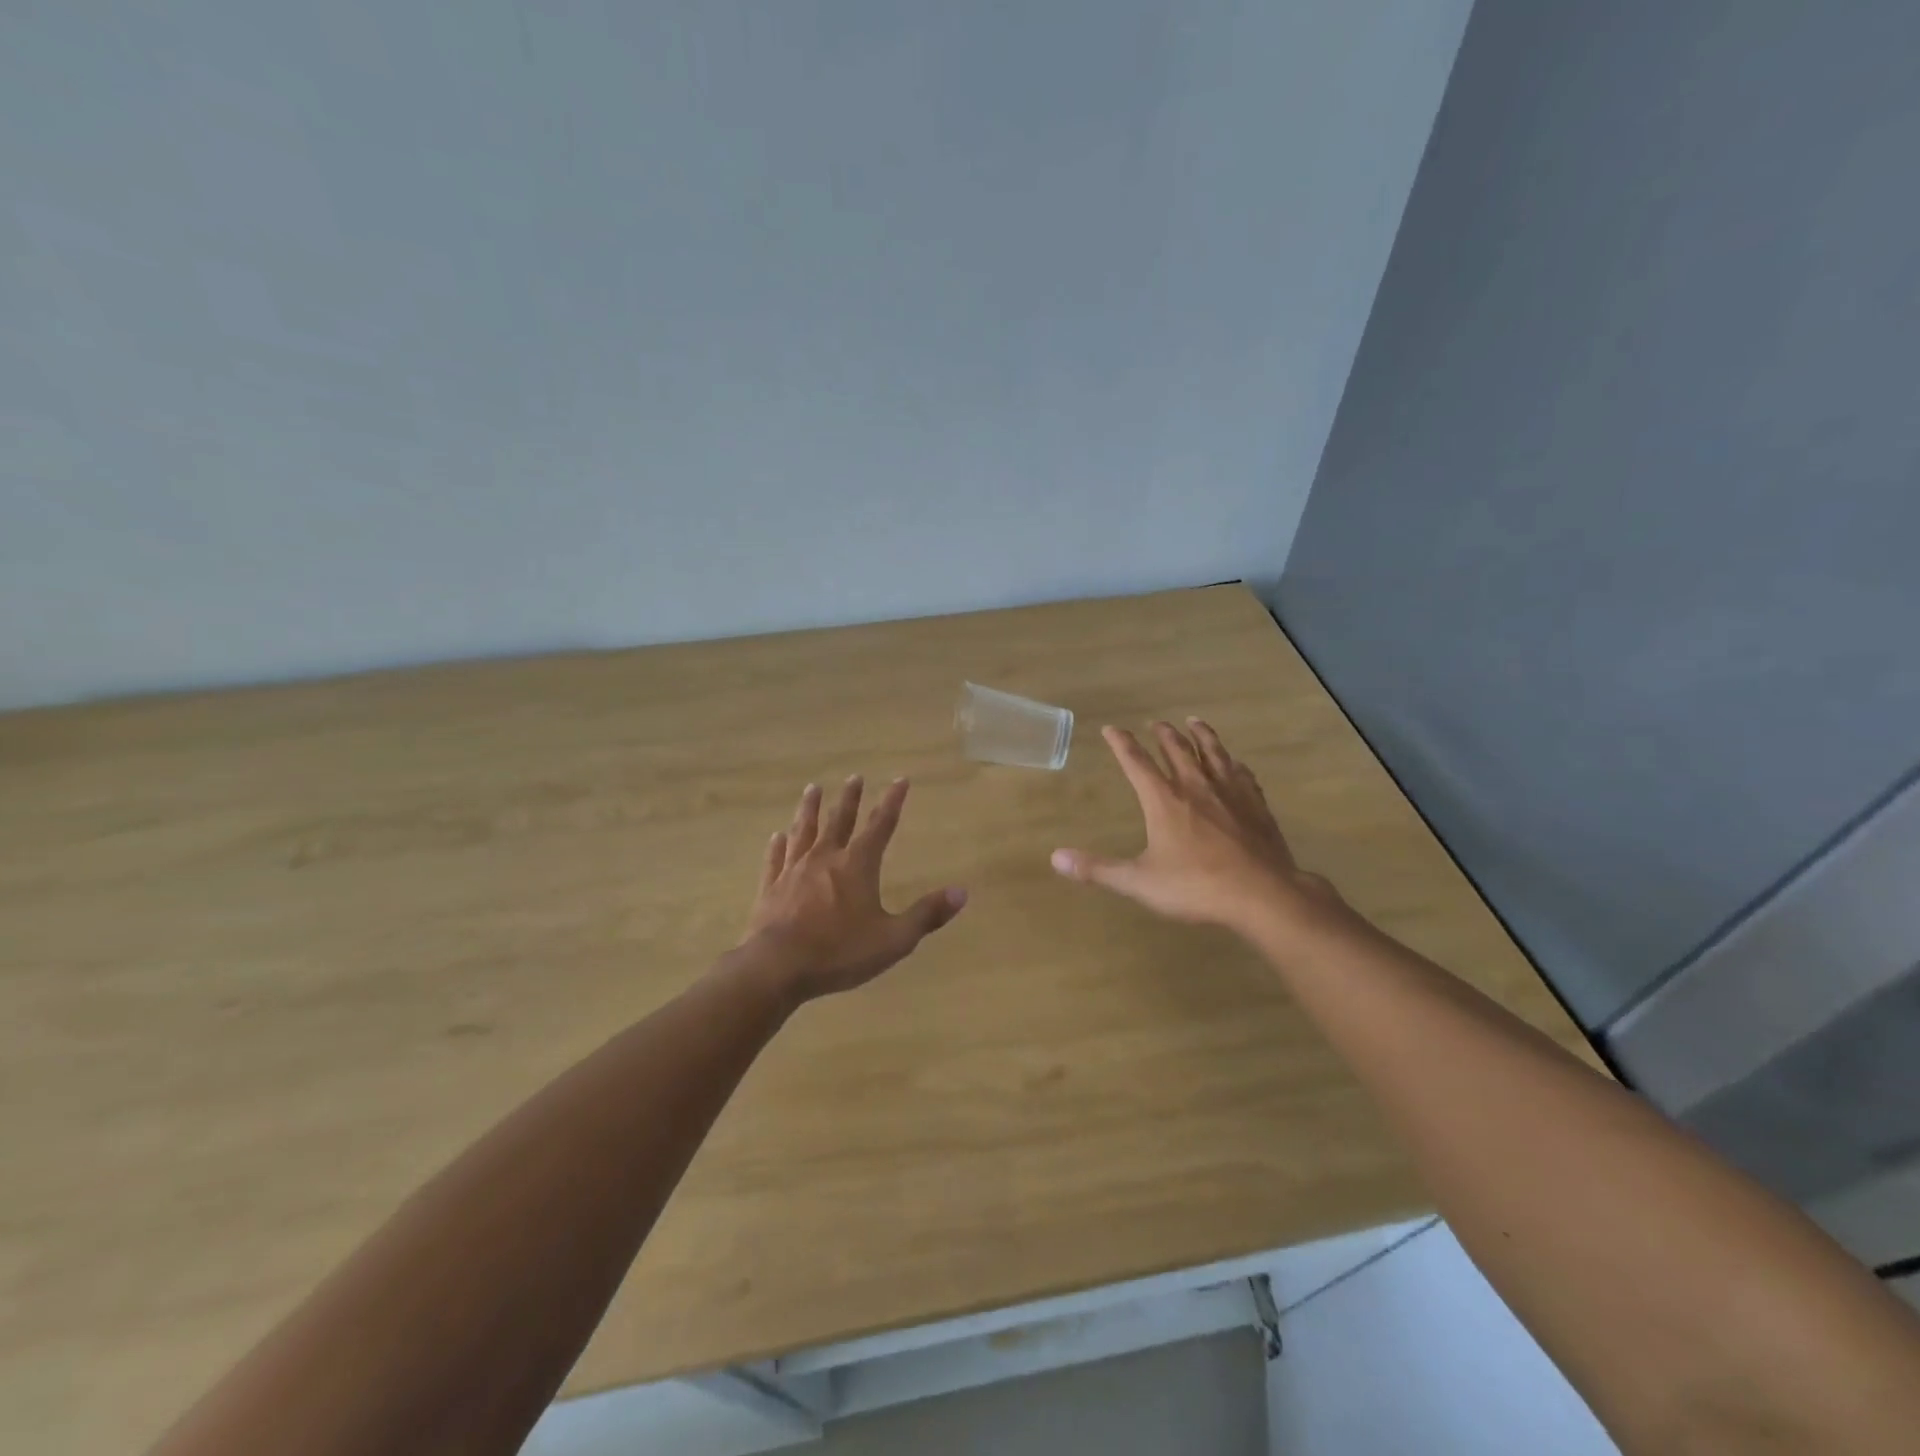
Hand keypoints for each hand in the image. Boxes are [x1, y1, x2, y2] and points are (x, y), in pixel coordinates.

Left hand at [739, 776, 967, 1000]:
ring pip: (804, 831)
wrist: (777, 967)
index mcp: (857, 865)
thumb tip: (962, 892)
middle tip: (854, 777)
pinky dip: (777, 846)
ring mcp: (794, 870)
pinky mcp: (770, 888)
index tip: (900, 779)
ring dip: (810, 809)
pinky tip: (776, 836)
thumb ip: (927, 915)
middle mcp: (825, 858)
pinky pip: (775, 859)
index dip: (892, 801)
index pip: (880, 825)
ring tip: (813, 789)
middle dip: (850, 798)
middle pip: (840, 820)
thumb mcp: (894, 939)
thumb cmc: (839, 952)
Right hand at [1051, 720, 1336, 933]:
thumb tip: (1056, 858)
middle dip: (1163, 734)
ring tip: (1195, 722)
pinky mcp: (1256, 805)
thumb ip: (1098, 869)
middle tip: (1156, 723)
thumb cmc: (1196, 886)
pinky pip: (1243, 774)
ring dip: (1201, 735)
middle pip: (1177, 750)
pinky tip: (1236, 763)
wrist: (1262, 893)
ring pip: (1213, 753)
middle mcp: (1196, 786)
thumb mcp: (1139, 882)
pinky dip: (1234, 763)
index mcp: (1164, 800)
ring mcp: (1230, 793)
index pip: (1136, 762)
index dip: (1122, 743)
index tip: (1111, 729)